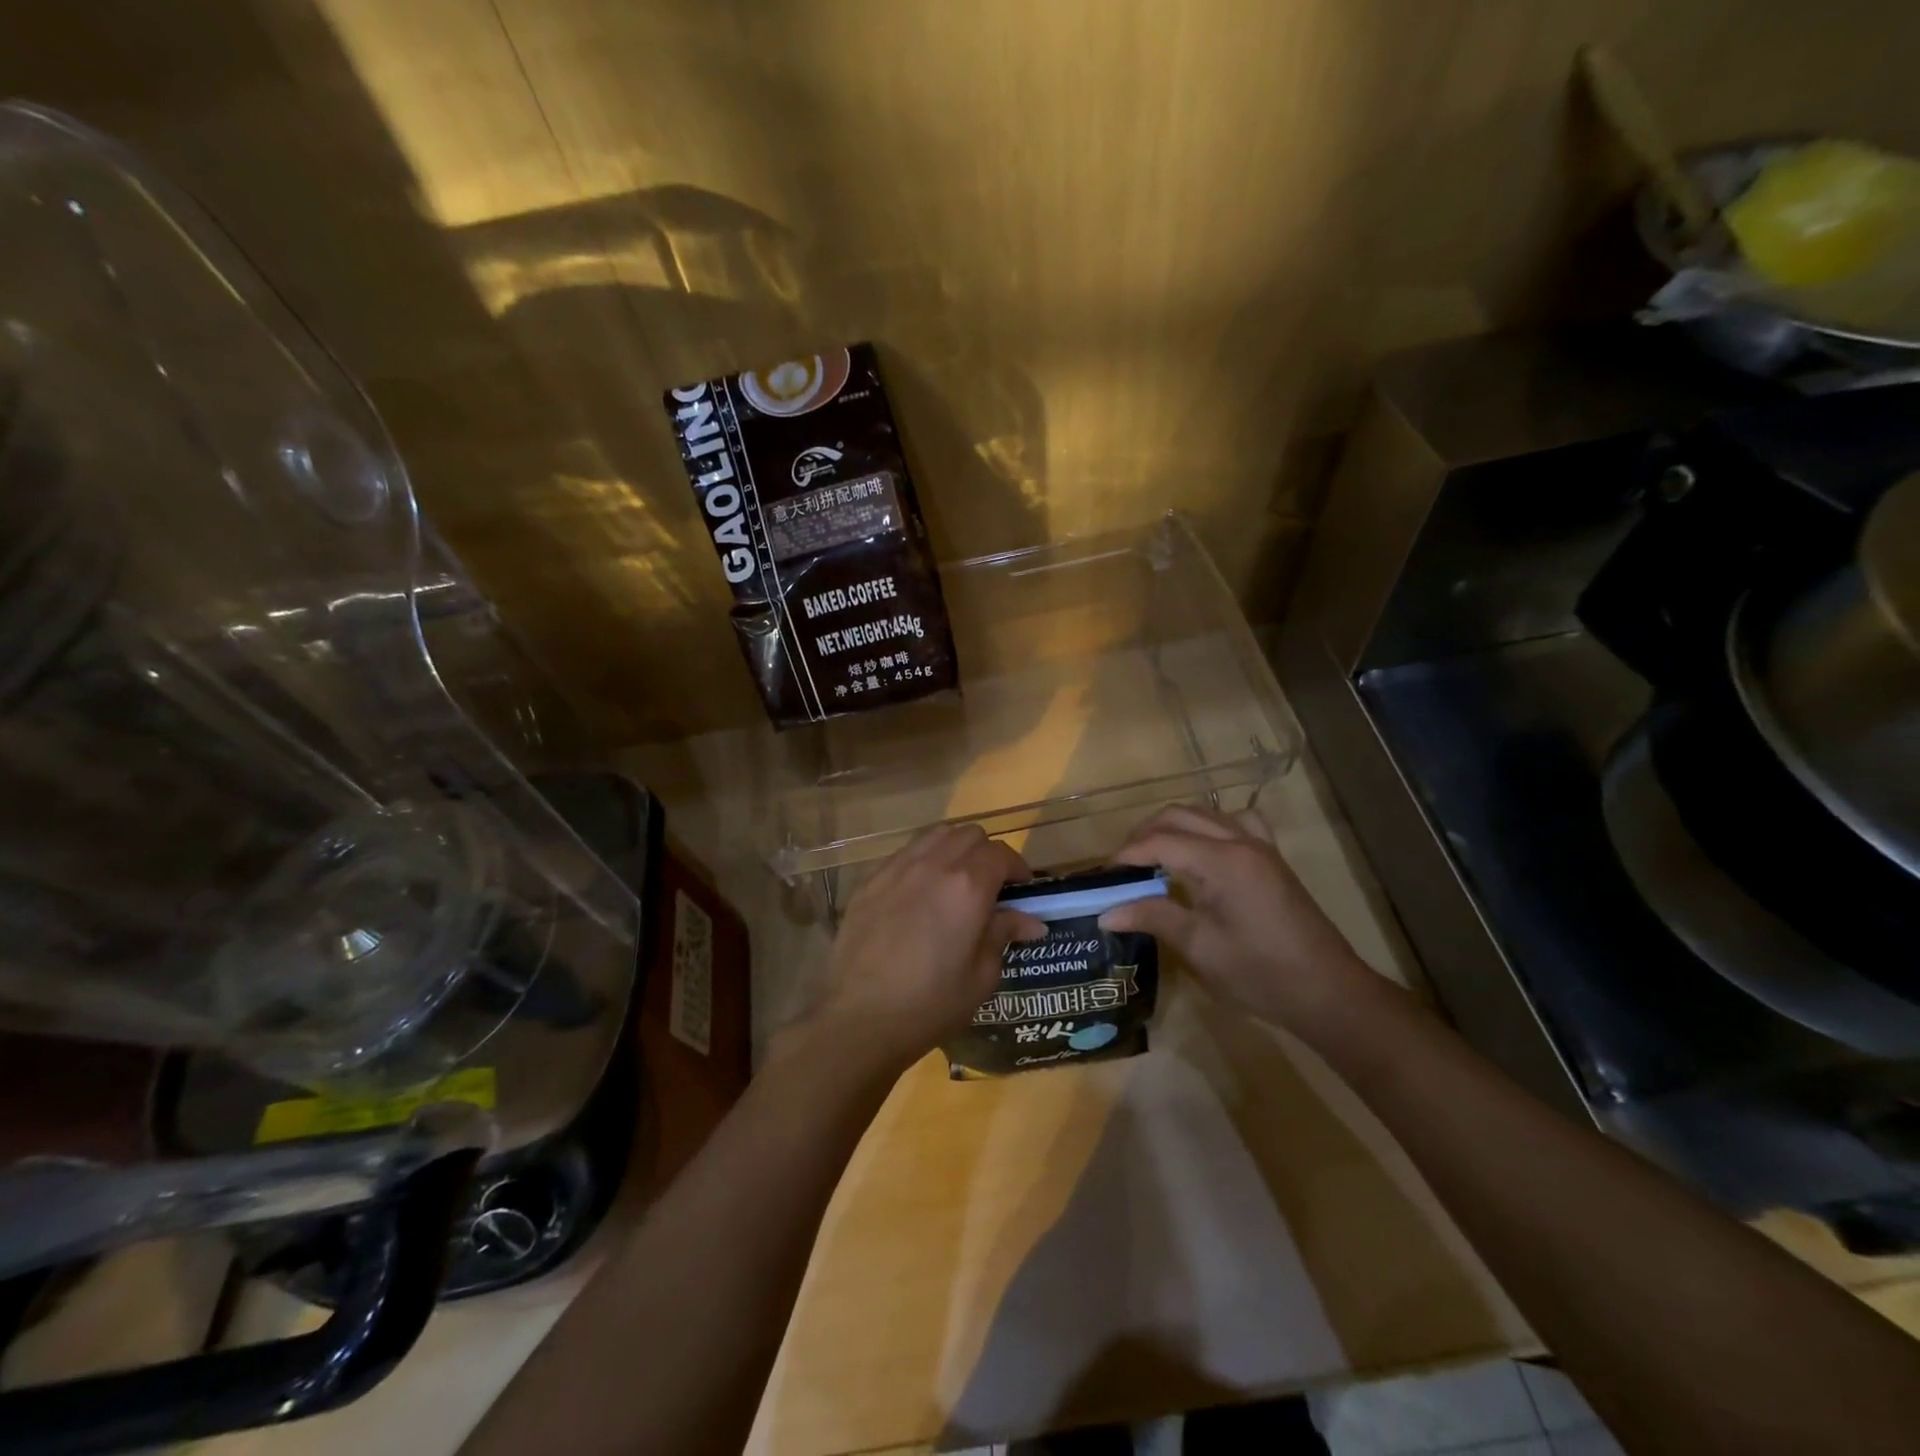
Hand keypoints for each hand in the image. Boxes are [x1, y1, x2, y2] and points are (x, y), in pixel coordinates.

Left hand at [811, 824, 1046, 1073]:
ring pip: (935, 835)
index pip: (1001, 854)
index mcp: (968, 887)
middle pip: (969, 834)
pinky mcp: (868, 880)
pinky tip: (919, 892)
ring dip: (954, 849)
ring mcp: (896, 868)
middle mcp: (933, 865)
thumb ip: (1003, 935)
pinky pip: (903, 853)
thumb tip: (1030, 921)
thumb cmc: (930, 1004)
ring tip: (955, 881)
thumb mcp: (980, 977)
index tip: (1022, 888)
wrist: (858, 1019)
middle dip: (986, 853)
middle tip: (990, 885)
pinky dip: (921, 860)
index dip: (1017, 867)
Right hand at [1098, 804, 1377, 1038]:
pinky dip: (1210, 827)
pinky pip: (1237, 822)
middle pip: (1179, 816)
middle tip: (1123, 867)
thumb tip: (1106, 912)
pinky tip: (1203, 851)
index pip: (1160, 841)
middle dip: (1144, 835)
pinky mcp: (1272, 858)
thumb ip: (1152, 917)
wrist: (1328, 992)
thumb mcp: (1199, 947)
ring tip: (1154, 857)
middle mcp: (1240, 841)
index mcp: (1221, 861)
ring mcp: (1260, 846)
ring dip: (1174, 827)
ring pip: (1206, 814)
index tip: (1103, 876)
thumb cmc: (1260, 973)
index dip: (1127, 855)